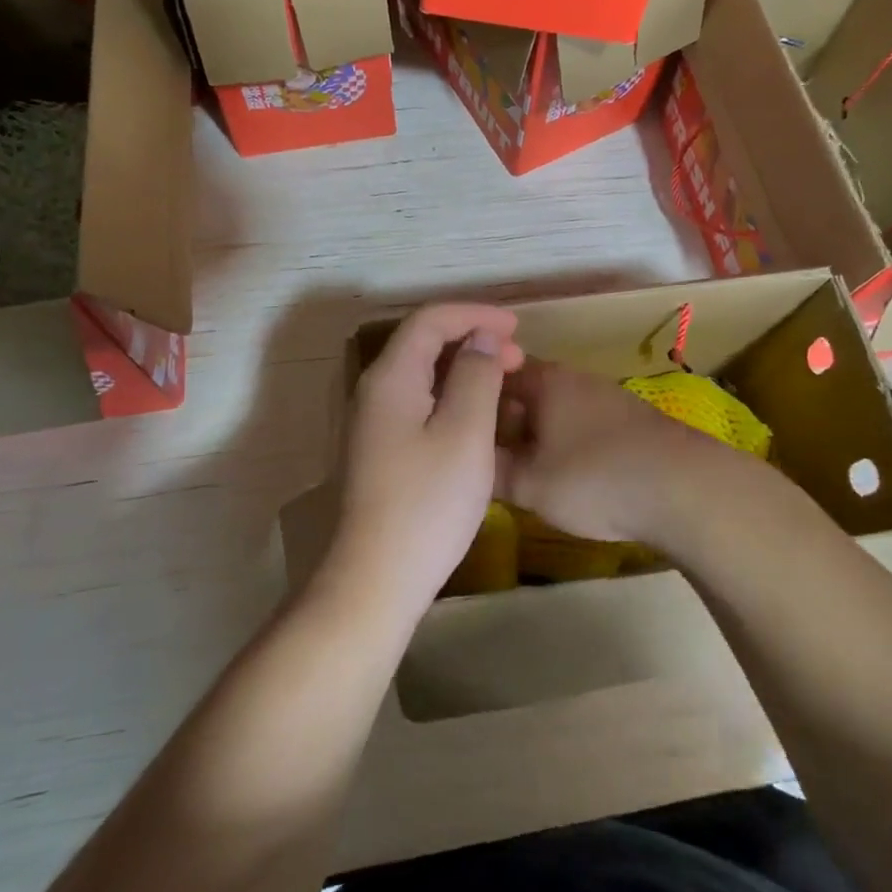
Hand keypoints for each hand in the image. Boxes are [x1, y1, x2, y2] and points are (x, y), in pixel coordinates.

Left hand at [323, 304, 525, 623]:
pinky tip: (477, 418)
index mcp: (391, 378)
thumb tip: (482, 337)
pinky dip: (451, 396)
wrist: (376, 577)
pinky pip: (419, 403)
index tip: (517, 326)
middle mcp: (375, 391)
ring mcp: (374, 423)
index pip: (430, 320)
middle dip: (471, 340)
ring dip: (463, 368)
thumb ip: (476, 375)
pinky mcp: (380, 450)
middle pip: (422, 344)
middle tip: (518, 358)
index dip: (474, 314)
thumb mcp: (465, 433)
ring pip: (422, 375)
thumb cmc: (428, 502)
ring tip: (504, 382)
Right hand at [494, 360, 750, 550]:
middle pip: (525, 390)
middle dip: (503, 419)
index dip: (471, 396)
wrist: (684, 488)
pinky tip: (566, 472)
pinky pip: (581, 422)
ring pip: (555, 407)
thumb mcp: (530, 485)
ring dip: (535, 431)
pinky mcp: (631, 419)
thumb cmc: (595, 479)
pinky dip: (565, 440)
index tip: (456, 424)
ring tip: (521, 468)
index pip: (493, 372)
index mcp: (543, 381)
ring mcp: (606, 396)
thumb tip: (469, 461)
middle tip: (485, 454)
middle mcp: (573, 378)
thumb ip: (493, 471)